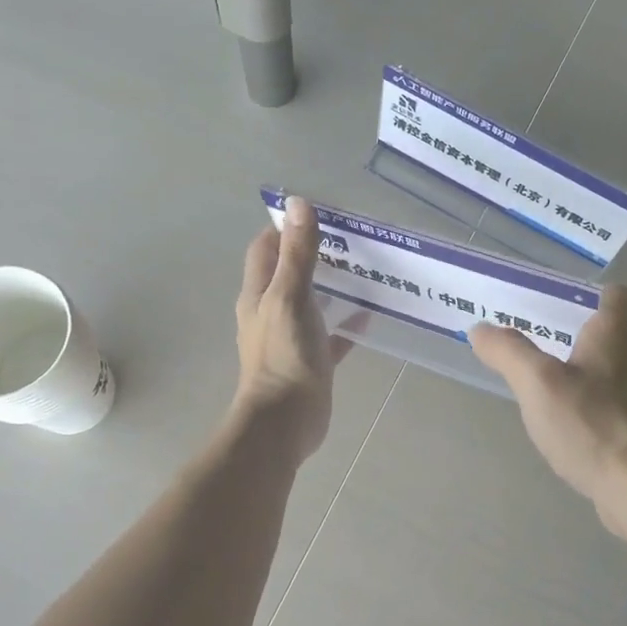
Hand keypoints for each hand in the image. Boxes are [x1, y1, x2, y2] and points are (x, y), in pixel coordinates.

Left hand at [233, 196, 349, 462]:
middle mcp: (270, 312)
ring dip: (330, 287)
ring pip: (310, 303)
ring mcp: (289, 338)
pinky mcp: (309, 361)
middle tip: (348, 242)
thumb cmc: (285, 356)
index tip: (317, 216)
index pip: (265, 249)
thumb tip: (297, 204)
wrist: (285, 421)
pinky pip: (328, 335)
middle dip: (313, 255)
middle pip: (288, 274)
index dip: (284, 229)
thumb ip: (298, 254)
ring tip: (363, 272)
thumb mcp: (291, 297)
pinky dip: (344, 324)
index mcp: (259, 294)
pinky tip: (367, 317)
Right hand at [469, 286, 626, 531]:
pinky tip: (558, 421)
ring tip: (539, 380)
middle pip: (608, 335)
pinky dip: (582, 405)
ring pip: (604, 372)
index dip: (595, 293)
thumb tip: (481, 329)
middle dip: (573, 333)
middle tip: (533, 337)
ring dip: (576, 371)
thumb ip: (509, 352)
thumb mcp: (539, 382)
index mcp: (612, 338)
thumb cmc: (592, 424)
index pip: (617, 297)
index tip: (563, 300)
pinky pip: (604, 406)